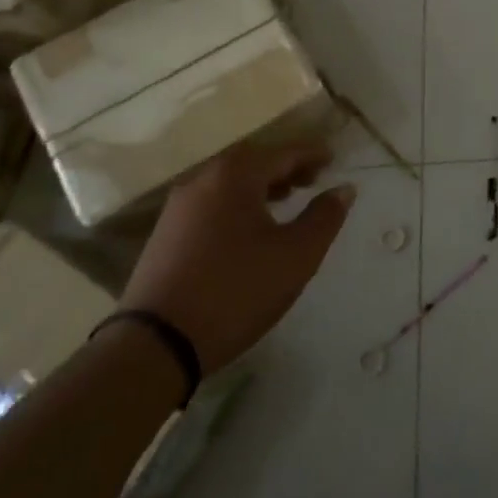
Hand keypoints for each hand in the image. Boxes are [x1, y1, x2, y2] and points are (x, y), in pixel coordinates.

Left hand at [120, 142, 353, 374]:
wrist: (154, 346)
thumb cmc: (236, 291)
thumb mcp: (296, 256)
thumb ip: (325, 217)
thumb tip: (343, 188)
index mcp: (236, 175)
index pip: (284, 151)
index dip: (313, 154)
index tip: (334, 159)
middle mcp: (204, 179)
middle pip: (253, 160)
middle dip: (285, 166)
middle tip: (312, 179)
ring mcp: (179, 206)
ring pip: (229, 181)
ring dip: (261, 185)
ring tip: (285, 201)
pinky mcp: (165, 233)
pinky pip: (212, 201)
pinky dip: (237, 202)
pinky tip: (248, 228)